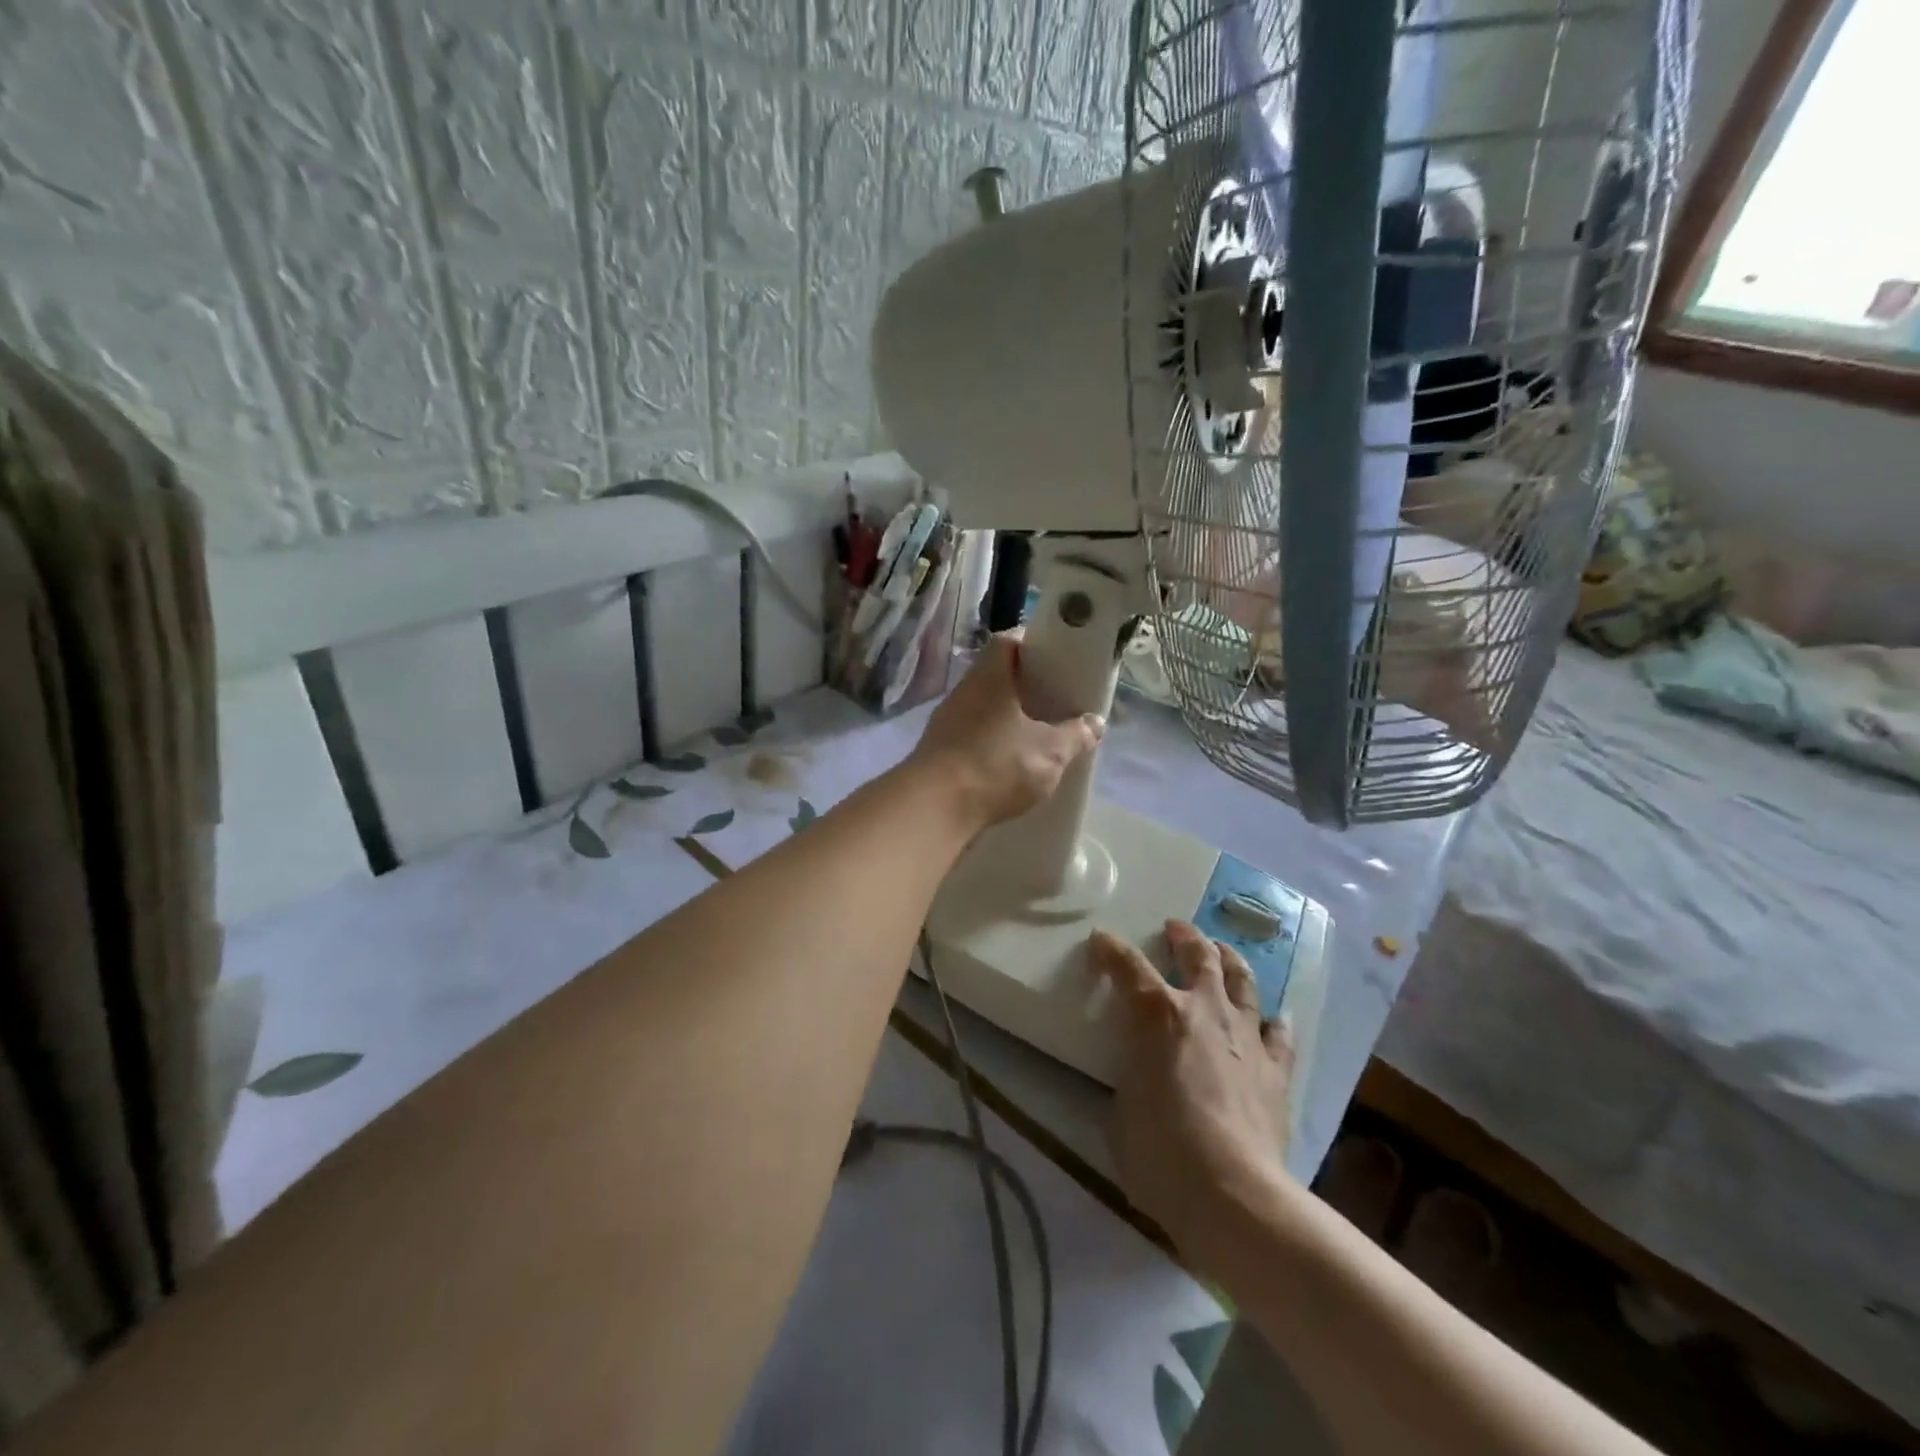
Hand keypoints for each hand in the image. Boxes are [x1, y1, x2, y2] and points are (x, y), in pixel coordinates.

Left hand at [906, 633, 1104, 829]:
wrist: (934, 807)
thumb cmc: (996, 765)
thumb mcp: (1050, 752)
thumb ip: (1075, 735)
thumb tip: (1095, 722)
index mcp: (989, 677)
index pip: (1007, 641)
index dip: (1031, 643)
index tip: (1054, 657)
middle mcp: (963, 692)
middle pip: (995, 676)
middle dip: (1023, 686)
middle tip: (1053, 699)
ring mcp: (946, 722)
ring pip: (982, 708)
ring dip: (1006, 717)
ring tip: (1035, 733)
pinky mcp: (938, 752)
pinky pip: (971, 736)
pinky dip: (990, 743)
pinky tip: (1008, 762)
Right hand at [1089, 920, 1294, 1266]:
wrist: (1232, 1191)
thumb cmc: (1160, 1150)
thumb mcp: (1123, 1103)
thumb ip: (1132, 1071)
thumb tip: (1141, 1070)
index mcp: (1157, 1015)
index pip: (1128, 965)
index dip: (1110, 949)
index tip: (1098, 941)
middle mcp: (1204, 1011)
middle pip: (1198, 957)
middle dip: (1184, 937)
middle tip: (1176, 928)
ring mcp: (1246, 1037)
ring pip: (1242, 982)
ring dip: (1230, 961)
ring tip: (1223, 951)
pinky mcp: (1276, 1069)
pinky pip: (1279, 1033)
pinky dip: (1272, 1020)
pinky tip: (1273, 1016)